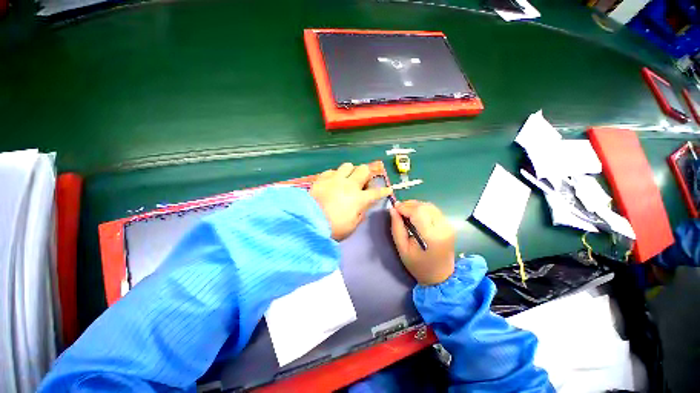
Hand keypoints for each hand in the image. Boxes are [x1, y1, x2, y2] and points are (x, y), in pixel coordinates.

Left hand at [311, 163, 392, 240]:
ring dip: (350, 171)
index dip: (384, 191)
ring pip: (348, 165)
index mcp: (359, 199)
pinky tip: (332, 182)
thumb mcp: (351, 226)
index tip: (388, 189)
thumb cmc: (334, 227)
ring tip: (347, 178)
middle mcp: (349, 185)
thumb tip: (362, 208)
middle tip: (363, 181)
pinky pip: (332, 171)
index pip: (376, 193)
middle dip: (367, 173)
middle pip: (363, 170)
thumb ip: (359, 215)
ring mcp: (335, 179)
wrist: (309, 220)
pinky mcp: (323, 178)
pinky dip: (335, 175)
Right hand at [390, 200, 455, 284]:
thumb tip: (393, 210)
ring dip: (416, 206)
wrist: (440, 277)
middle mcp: (443, 227)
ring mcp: (448, 225)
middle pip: (424, 206)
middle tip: (398, 210)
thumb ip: (397, 228)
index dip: (404, 207)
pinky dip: (422, 209)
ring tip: (405, 212)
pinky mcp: (449, 225)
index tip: (394, 208)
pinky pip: (434, 210)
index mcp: (431, 235)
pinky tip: (415, 215)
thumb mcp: (402, 249)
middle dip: (409, 205)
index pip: (418, 211)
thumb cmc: (418, 265)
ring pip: (429, 206)